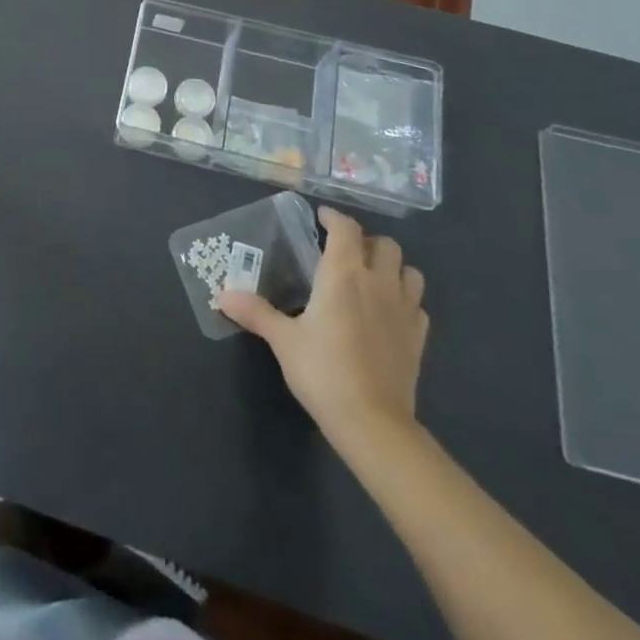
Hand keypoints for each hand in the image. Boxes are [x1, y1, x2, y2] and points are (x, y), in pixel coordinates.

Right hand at [218, 206, 428, 463]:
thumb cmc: (323, 371)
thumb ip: (255, 312)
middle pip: (385, 244)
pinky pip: (418, 306)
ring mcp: (404, 310)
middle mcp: (377, 282)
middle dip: (366, 241)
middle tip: (344, 251)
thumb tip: (222, 295)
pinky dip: (405, 300)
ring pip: (410, 271)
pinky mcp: (418, 338)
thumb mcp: (282, 340)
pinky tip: (389, 313)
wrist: (372, 422)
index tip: (321, 218)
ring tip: (372, 277)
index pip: (345, 229)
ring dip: (392, 267)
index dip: (334, 217)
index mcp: (343, 274)